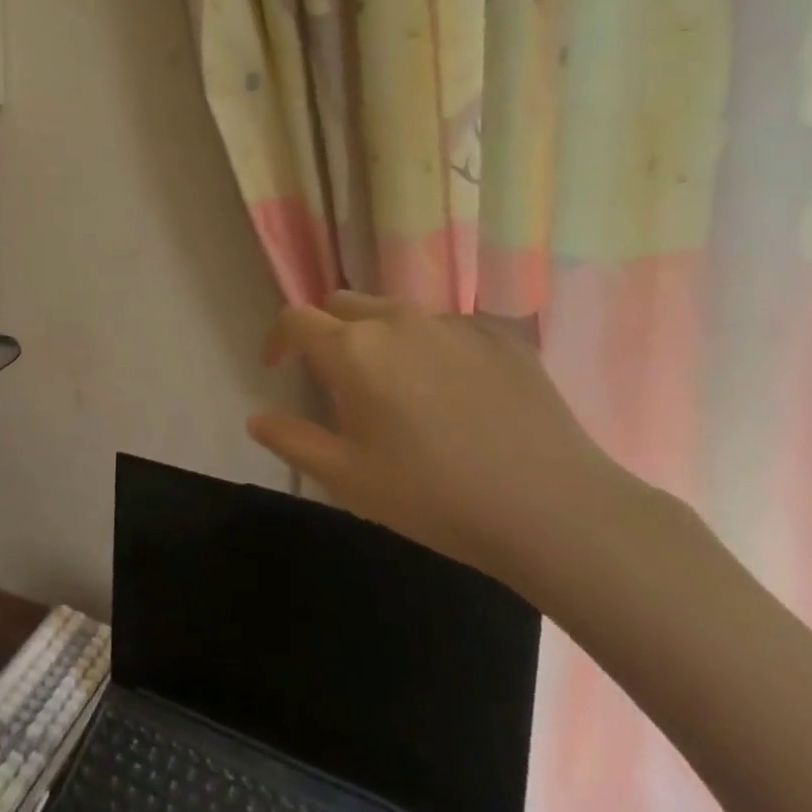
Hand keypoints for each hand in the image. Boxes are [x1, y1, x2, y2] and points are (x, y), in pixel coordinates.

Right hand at [248, 293, 628, 592]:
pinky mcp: (500, 335)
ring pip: (395, 311)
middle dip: (326, 330)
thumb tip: (257, 417)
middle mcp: (397, 321)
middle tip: (335, 377)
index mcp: (352, 350)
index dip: (278, 339)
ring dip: (377, 335)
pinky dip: (429, 346)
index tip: (278, 368)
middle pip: (342, 303)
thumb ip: (291, 439)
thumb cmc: (434, 495)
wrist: (554, 509)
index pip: (295, 318)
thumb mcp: (346, 477)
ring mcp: (453, 324)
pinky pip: (446, 326)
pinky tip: (452, 392)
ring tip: (394, 384)